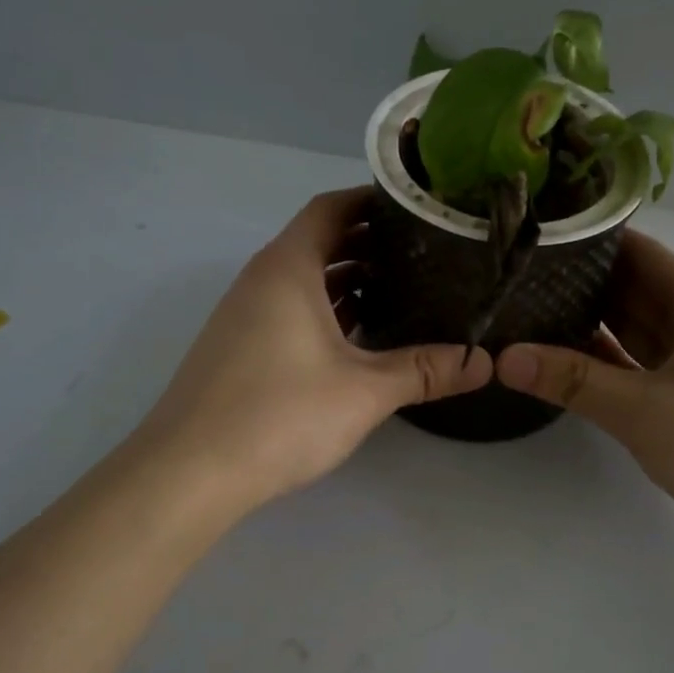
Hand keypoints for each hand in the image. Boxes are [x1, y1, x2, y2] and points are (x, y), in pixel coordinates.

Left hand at [129, 187, 490, 514]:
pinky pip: (290, 310)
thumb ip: (424, 370)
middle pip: (319, 241)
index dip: (372, 201)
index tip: (418, 208)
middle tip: (425, 252)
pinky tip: (360, 337)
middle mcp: (262, 279)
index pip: (331, 208)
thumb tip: (484, 362)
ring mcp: (246, 314)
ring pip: (304, 280)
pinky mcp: (240, 347)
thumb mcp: (364, 391)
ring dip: (348, 280)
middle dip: (369, 243)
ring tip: (403, 289)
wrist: (189, 472)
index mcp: (288, 267)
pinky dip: (326, 311)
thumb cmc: (279, 414)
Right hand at [496, 232, 673, 577]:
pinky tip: (562, 366)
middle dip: (581, 285)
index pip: (643, 255)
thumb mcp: (643, 410)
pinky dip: (605, 369)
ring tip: (529, 315)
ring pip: (635, 336)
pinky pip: (639, 374)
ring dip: (590, 328)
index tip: (539, 237)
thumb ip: (572, 380)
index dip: (594, 241)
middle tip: (518, 279)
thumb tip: (504, 358)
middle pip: (636, 293)